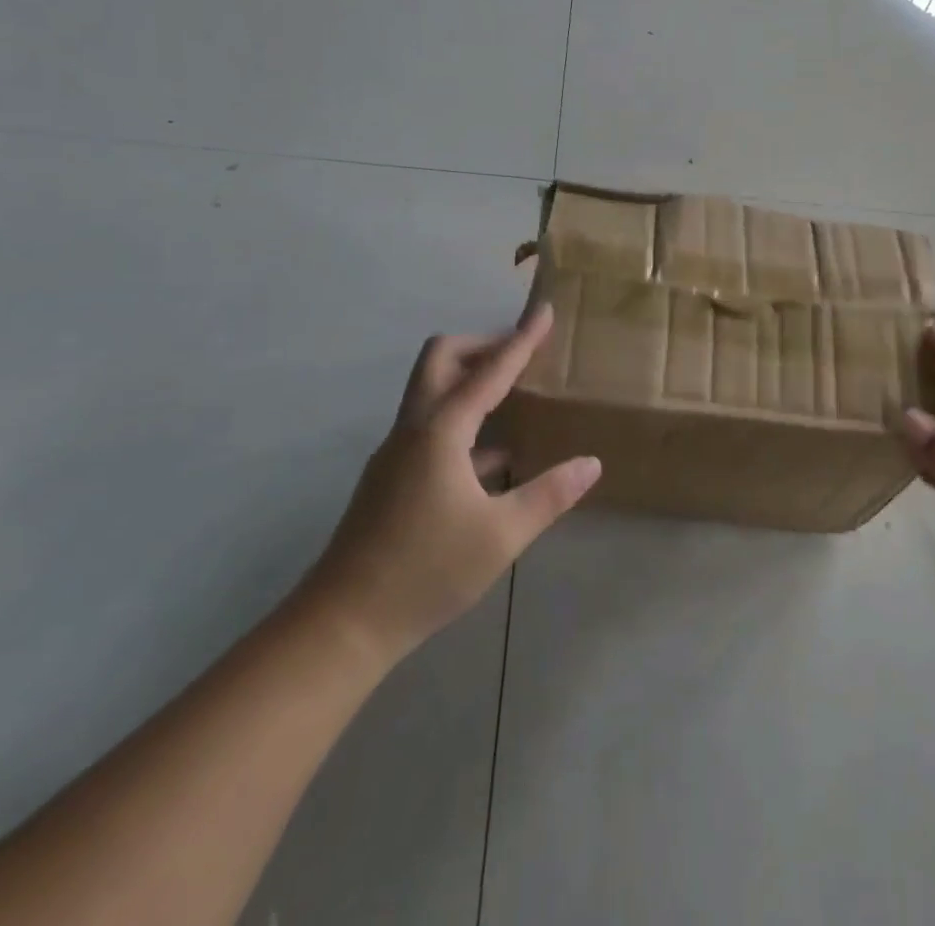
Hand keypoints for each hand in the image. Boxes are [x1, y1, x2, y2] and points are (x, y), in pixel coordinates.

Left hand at [297, 305, 599, 665]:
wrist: (343, 623)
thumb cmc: (426, 571)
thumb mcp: (501, 535)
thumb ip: (549, 494)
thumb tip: (591, 463)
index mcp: (442, 431)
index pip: (491, 371)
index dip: (522, 339)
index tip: (545, 310)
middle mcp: (414, 429)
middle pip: (442, 359)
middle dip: (482, 345)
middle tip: (522, 353)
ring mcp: (397, 452)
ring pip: (431, 390)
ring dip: (469, 379)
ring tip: (515, 394)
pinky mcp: (391, 476)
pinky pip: (431, 425)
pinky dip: (463, 419)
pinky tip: (494, 455)